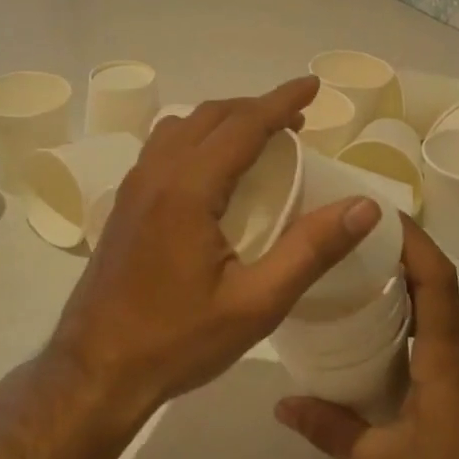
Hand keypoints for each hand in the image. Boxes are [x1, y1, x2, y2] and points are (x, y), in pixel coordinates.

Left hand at [49, 77, 381, 426]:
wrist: (93, 372)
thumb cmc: (177, 341)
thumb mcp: (256, 304)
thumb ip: (311, 250)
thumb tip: (364, 206)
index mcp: (188, 188)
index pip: (244, 124)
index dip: (282, 101)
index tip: (314, 86)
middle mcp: (157, 173)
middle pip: (211, 116)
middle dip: (257, 108)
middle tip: (297, 119)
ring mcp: (133, 187)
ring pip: (182, 126)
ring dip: (224, 119)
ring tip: (259, 136)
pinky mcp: (124, 204)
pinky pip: (164, 146)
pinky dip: (197, 136)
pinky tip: (213, 169)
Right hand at [275, 219, 458, 458]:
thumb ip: (331, 430)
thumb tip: (283, 404)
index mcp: (448, 353)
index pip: (436, 276)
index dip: (411, 238)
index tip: (376, 212)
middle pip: (436, 280)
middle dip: (397, 251)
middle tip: (348, 241)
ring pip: (440, 303)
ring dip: (405, 281)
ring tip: (356, 274)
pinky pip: (443, 326)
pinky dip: (414, 311)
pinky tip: (380, 327)